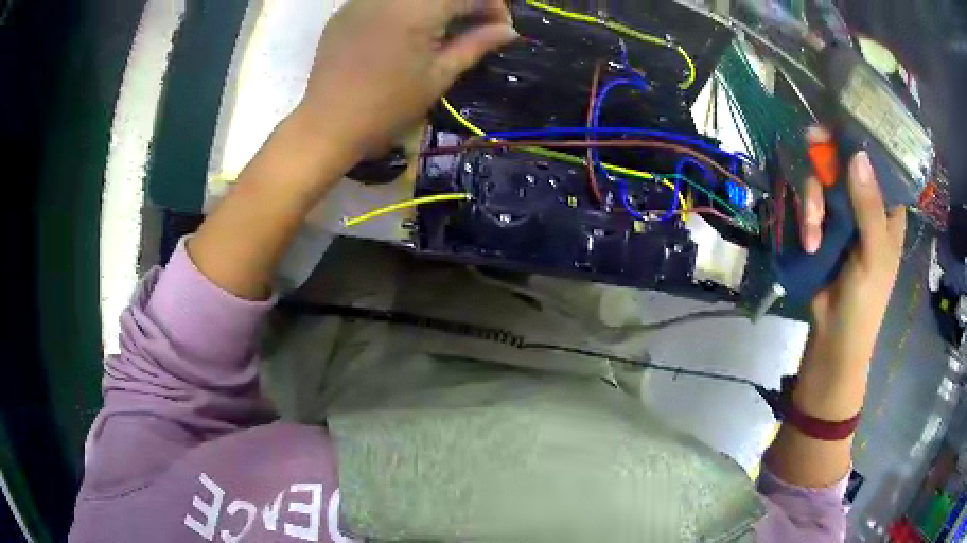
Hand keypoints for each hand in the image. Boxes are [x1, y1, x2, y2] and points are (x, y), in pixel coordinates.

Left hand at [293, 0, 517, 169]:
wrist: (328, 125)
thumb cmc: (388, 106)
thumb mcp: (439, 76)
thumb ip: (476, 45)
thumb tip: (509, 31)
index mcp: (418, 8)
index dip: (493, 7)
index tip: (501, 29)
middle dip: (466, 3)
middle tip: (476, 26)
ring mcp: (362, 0)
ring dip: (437, 6)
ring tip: (444, 28)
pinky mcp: (345, 11)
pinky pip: (385, 0)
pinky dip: (406, 8)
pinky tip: (408, 28)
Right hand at [800, 127, 906, 371]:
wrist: (835, 336)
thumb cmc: (866, 301)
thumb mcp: (874, 256)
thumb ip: (869, 208)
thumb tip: (857, 154)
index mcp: (886, 206)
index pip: (876, 159)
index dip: (858, 138)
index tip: (836, 127)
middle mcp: (864, 200)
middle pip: (842, 160)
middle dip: (825, 166)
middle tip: (811, 153)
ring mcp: (841, 211)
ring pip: (821, 179)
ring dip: (811, 201)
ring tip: (813, 235)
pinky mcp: (820, 223)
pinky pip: (808, 199)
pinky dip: (805, 215)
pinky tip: (809, 240)